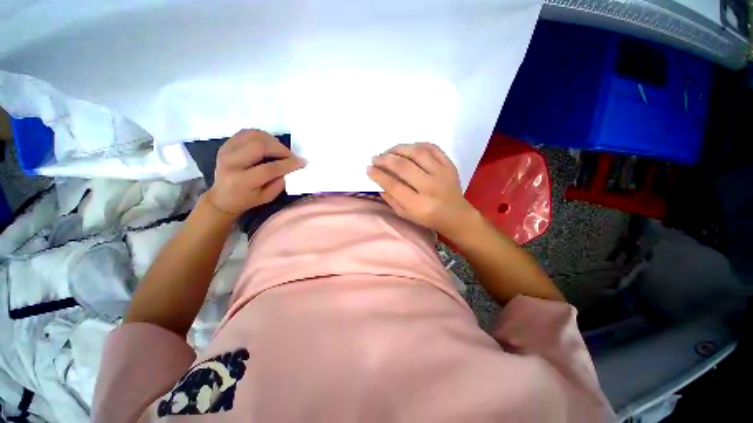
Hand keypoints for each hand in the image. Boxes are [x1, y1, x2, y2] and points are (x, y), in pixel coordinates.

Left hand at [207, 129, 305, 215]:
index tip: (301, 162)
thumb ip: (280, 183)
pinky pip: (248, 133)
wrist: (222, 196)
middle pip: (259, 146)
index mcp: (241, 181)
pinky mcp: (227, 143)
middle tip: (291, 156)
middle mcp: (231, 163)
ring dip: (273, 141)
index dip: (288, 164)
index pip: (268, 169)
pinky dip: (263, 136)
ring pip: (254, 136)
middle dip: (281, 149)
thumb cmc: (247, 199)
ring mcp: (226, 150)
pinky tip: (270, 145)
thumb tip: (293, 169)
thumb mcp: (267, 197)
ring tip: (281, 151)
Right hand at [367, 143, 476, 236]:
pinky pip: (433, 148)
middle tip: (376, 157)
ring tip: (389, 151)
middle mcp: (430, 187)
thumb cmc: (428, 218)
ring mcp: (442, 174)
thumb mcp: (406, 215)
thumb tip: (379, 181)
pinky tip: (408, 148)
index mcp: (418, 205)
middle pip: (404, 167)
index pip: (393, 185)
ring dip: (399, 149)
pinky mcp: (450, 165)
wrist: (456, 215)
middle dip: (385, 159)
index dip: (378, 175)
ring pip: (417, 153)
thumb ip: (391, 199)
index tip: (369, 168)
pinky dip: (418, 144)